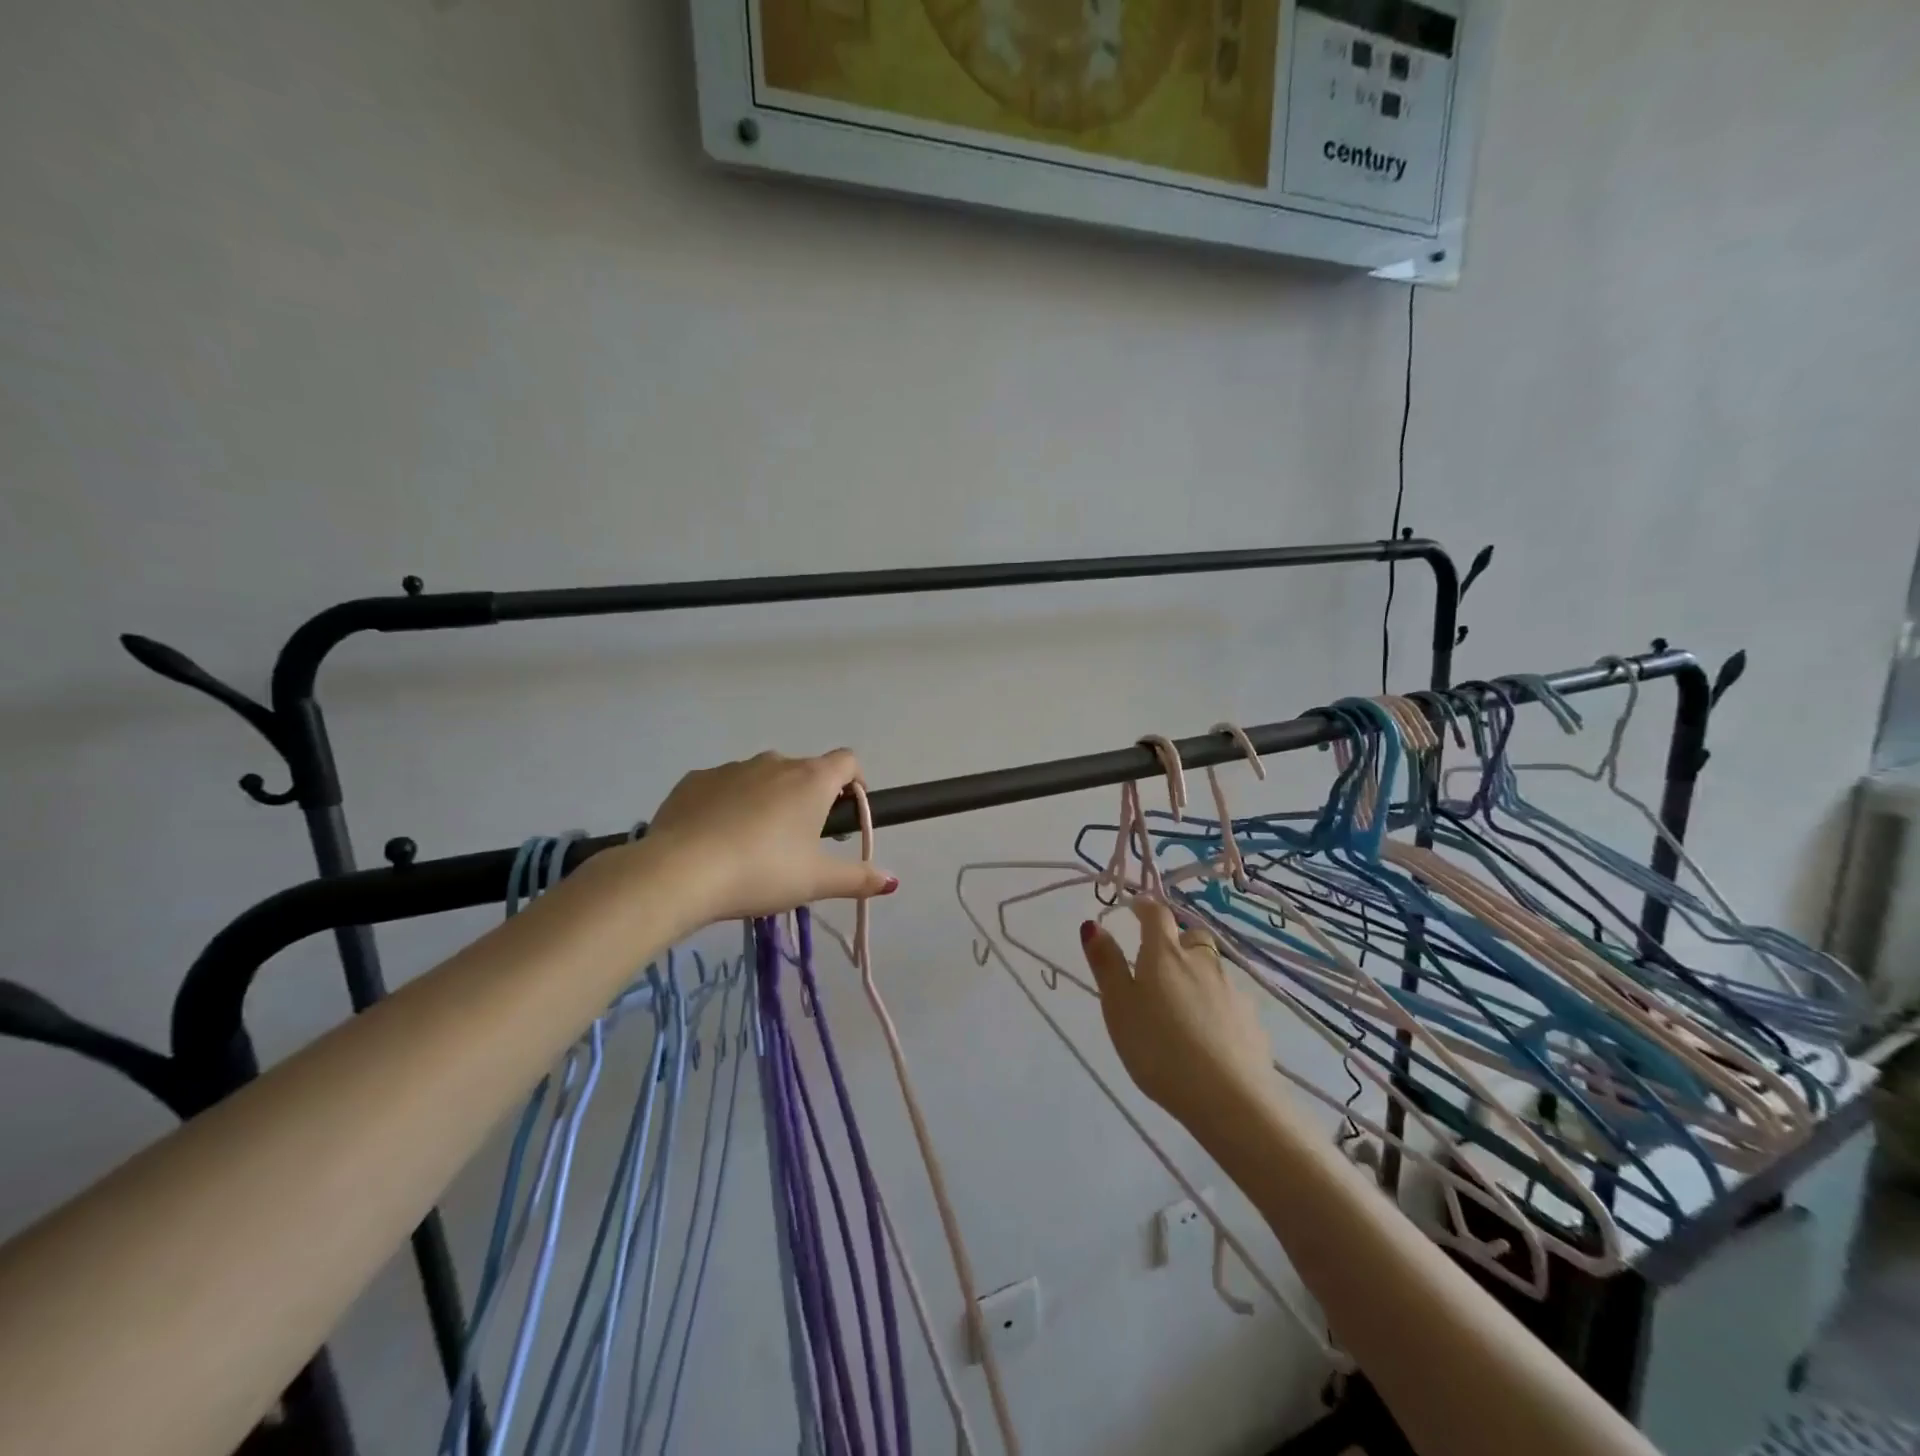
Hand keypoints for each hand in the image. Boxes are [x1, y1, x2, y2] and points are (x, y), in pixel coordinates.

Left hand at [641, 750, 896, 924]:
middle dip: (807, 799)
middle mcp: (774, 763)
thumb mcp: (816, 881)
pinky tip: (715, 839)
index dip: (853, 782)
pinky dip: (727, 805)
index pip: (847, 760)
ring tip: (752, 846)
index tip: (845, 814)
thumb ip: (857, 878)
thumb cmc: (763, 872)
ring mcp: (731, 768)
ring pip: (761, 778)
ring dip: (766, 800)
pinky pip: (722, 787)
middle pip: (803, 771)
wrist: (680, 872)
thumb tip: (891, 881)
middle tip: (799, 843)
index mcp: (811, 779)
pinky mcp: (694, 780)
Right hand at [1080, 902, 1275, 1129]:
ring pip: (1213, 969)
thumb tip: (1093, 924)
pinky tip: (1209, 1034)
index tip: (1135, 908)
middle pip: (1192, 937)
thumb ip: (1106, 964)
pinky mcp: (1253, 1021)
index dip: (1145, 907)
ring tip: (1182, 1006)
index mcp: (1166, 954)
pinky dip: (1217, 1006)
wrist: (1230, 1099)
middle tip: (1159, 964)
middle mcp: (1203, 962)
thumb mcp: (1118, 1006)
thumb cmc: (1159, 1048)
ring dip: (1197, 975)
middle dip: (1177, 941)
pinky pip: (1230, 1001)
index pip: (1156, 914)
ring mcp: (1233, 991)